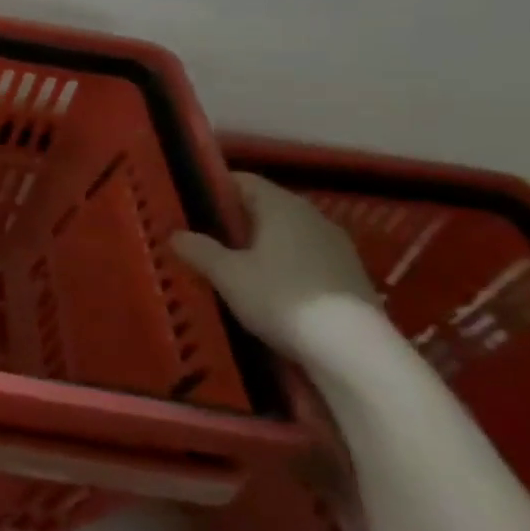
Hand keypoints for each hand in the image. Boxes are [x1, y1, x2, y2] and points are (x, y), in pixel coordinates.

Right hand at [172, 173, 377, 357]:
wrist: (353, 349)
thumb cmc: (280, 298)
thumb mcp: (227, 275)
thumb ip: (199, 249)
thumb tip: (176, 234)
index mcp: (282, 206)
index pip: (243, 181)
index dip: (213, 190)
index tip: (188, 208)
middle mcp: (312, 217)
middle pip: (264, 208)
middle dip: (233, 222)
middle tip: (200, 240)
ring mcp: (335, 247)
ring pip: (285, 235)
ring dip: (257, 246)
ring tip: (229, 268)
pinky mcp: (348, 276)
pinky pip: (303, 258)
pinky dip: (280, 266)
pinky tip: (264, 290)